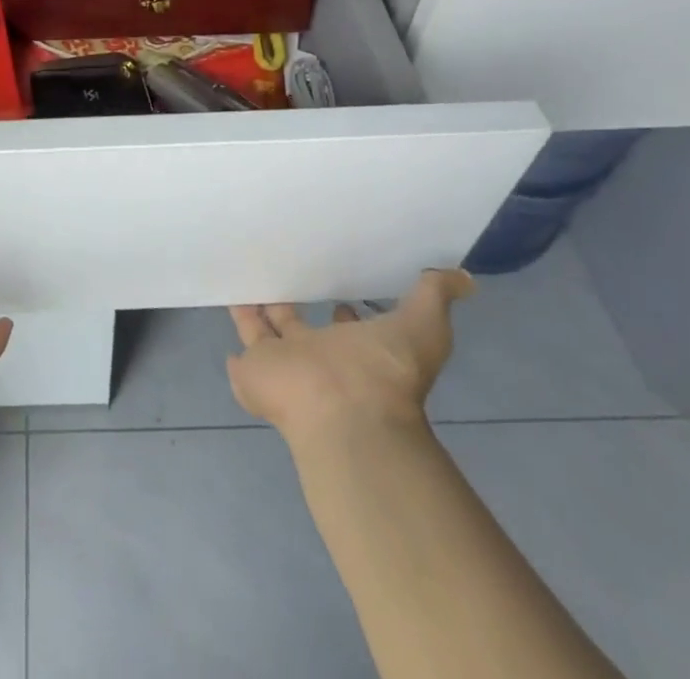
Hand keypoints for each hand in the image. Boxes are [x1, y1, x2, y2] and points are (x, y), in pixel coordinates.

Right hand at [227, 270, 474, 442]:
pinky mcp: (252, 374)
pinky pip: (240, 355)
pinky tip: (224, 319)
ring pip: (263, 334)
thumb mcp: (423, 326)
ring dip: (253, 313)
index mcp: (353, 349)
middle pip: (296, 328)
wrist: (345, 413)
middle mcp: (316, 359)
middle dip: (287, 306)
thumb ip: (435, 296)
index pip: (346, 328)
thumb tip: (465, 277)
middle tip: (275, 275)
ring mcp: (282, 368)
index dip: (345, 314)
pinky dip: (234, 342)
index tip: (339, 295)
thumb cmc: (384, 371)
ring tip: (239, 282)